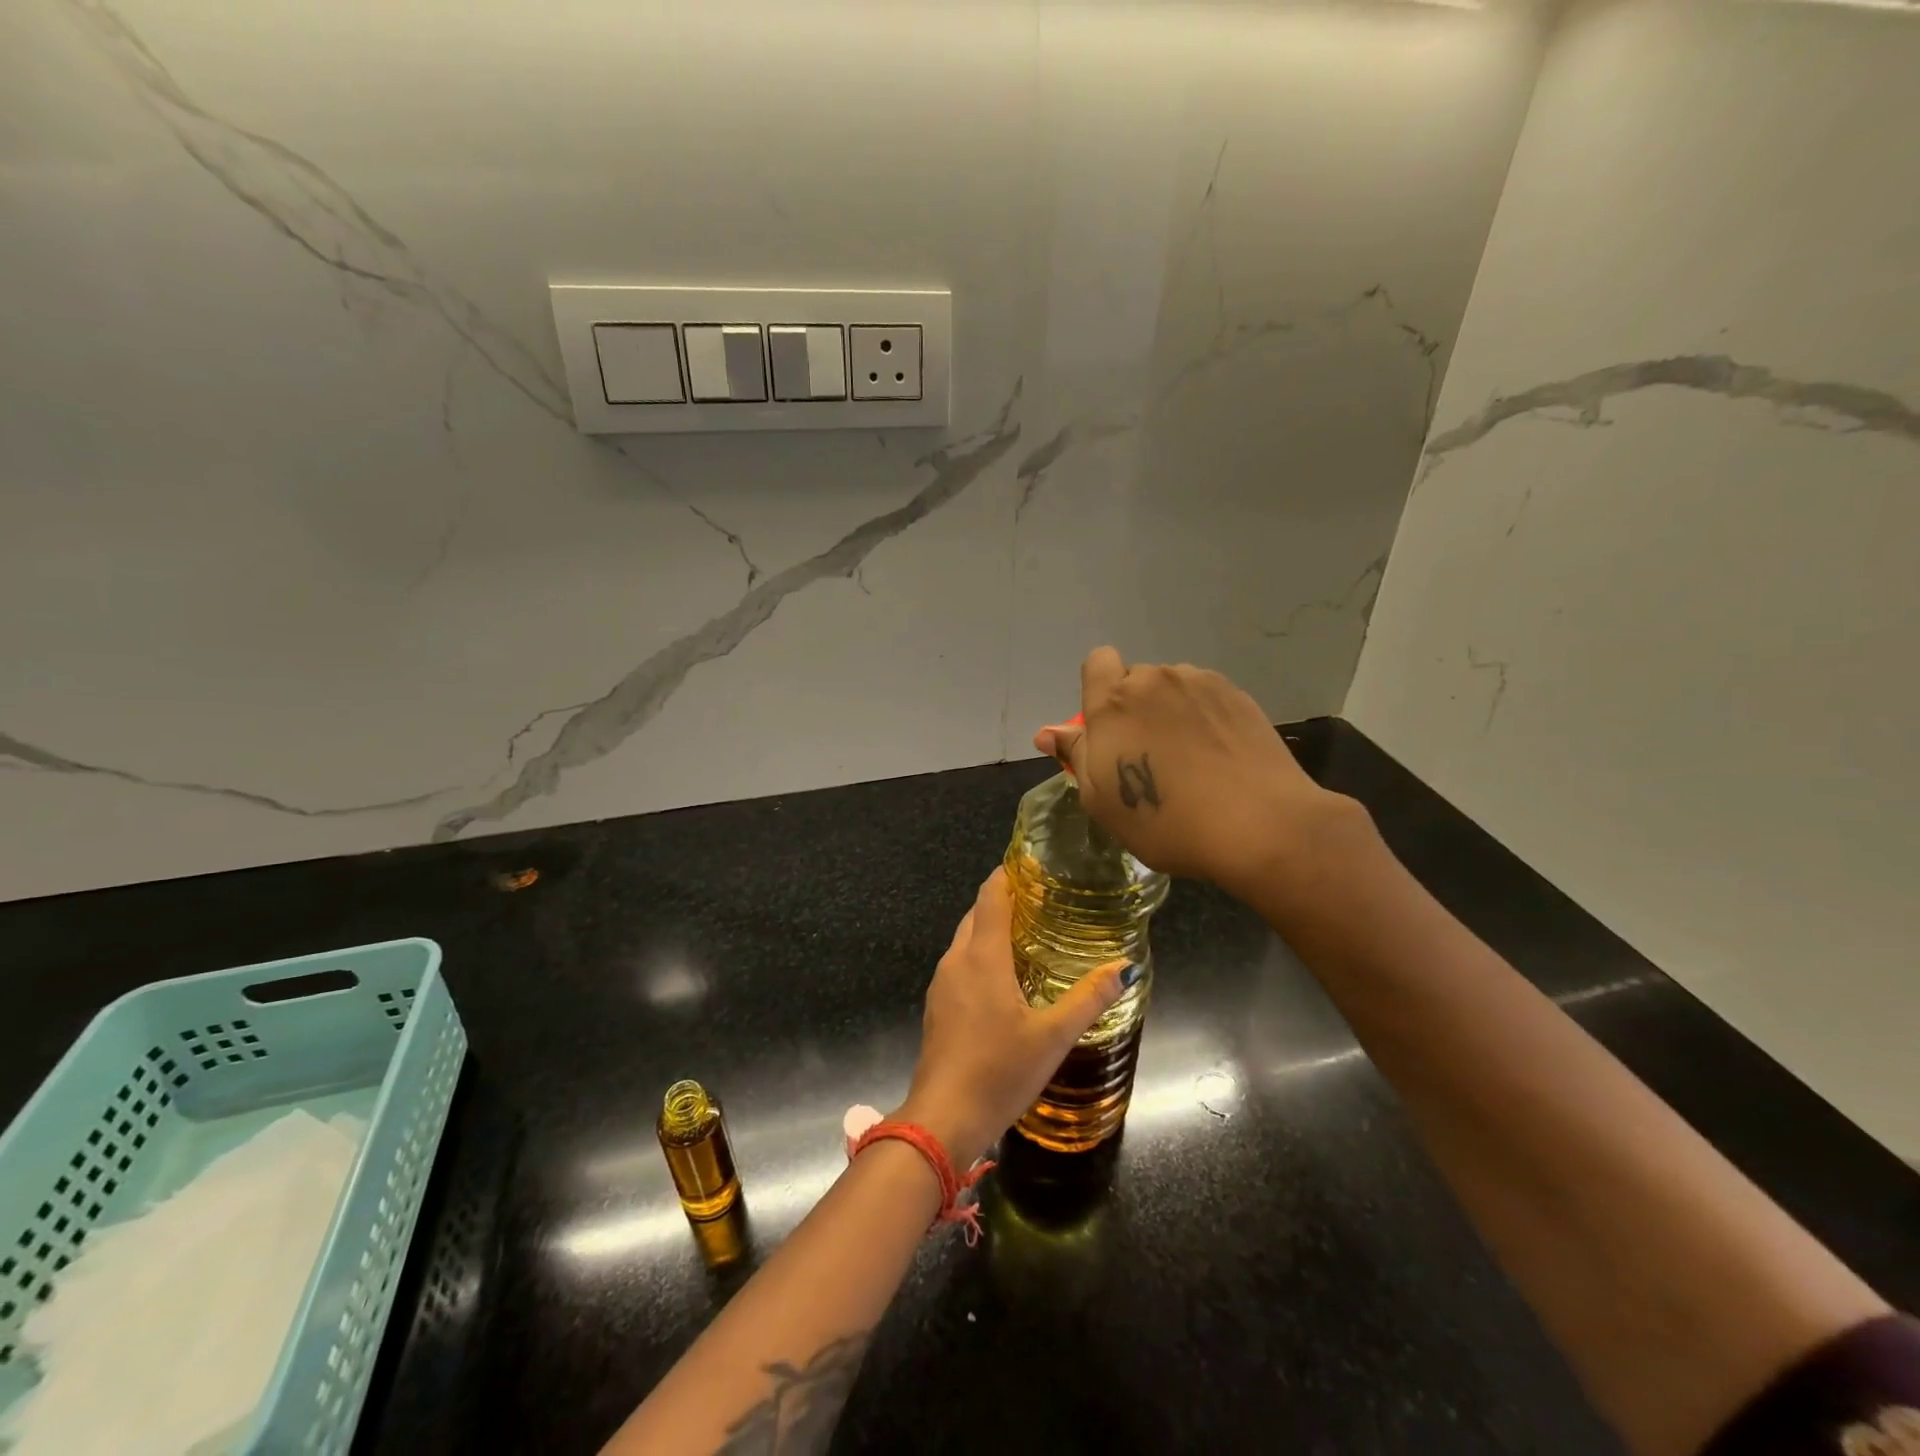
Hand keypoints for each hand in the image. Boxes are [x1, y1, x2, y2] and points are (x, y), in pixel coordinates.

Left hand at [895, 868, 1127, 1166]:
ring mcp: (941, 984)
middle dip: (1003, 900)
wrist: (943, 1118)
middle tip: (1041, 900)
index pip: (990, 896)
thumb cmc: (999, 1071)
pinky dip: (980, 954)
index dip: (1007, 874)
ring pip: (965, 939)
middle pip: (976, 914)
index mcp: (982, 957)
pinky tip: (1003, 976)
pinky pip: (959, 964)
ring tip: (1027, 933)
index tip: (1032, 864)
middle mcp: (956, 961)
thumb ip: (1089, 998)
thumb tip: (1125, 966)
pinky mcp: (937, 1006)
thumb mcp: (1053, 1036)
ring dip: (990, 928)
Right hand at [1033, 647, 1357, 900]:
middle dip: (1136, 710)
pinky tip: (1218, 758)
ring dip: (1171, 713)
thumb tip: (1047, 733)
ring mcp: (1201, 684)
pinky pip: (1206, 699)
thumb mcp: (1101, 799)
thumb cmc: (1164, 820)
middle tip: (1150, 758)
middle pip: (1136, 681)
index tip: (1109, 729)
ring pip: (1173, 690)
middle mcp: (1156, 680)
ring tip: (1190, 761)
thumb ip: (1075, 755)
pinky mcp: (1238, 696)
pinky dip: (1204, 720)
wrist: (1258, 825)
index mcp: (1114, 701)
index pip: (1097, 662)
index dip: (1099, 689)